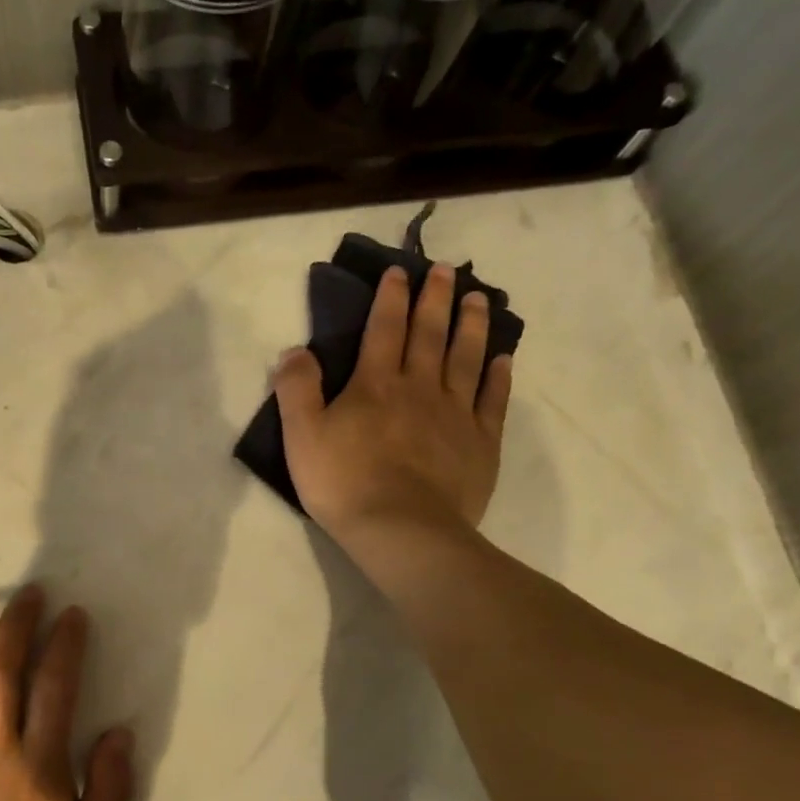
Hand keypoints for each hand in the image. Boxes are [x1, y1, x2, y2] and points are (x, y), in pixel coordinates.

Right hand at [273, 264, 511, 546]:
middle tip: (444, 270)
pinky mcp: (481, 443)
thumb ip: (296, 389)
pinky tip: (503, 360)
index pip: (384, 329)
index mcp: (375, 384)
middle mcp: (420, 388)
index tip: (398, 272)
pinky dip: (499, 377)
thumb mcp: (301, 435)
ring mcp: (456, 414)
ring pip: (466, 359)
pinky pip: (493, 401)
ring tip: (479, 299)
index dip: (390, 298)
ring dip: (472, 326)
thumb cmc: (344, 482)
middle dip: (435, 299)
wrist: (401, 530)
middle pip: (429, 334)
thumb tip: (296, 350)